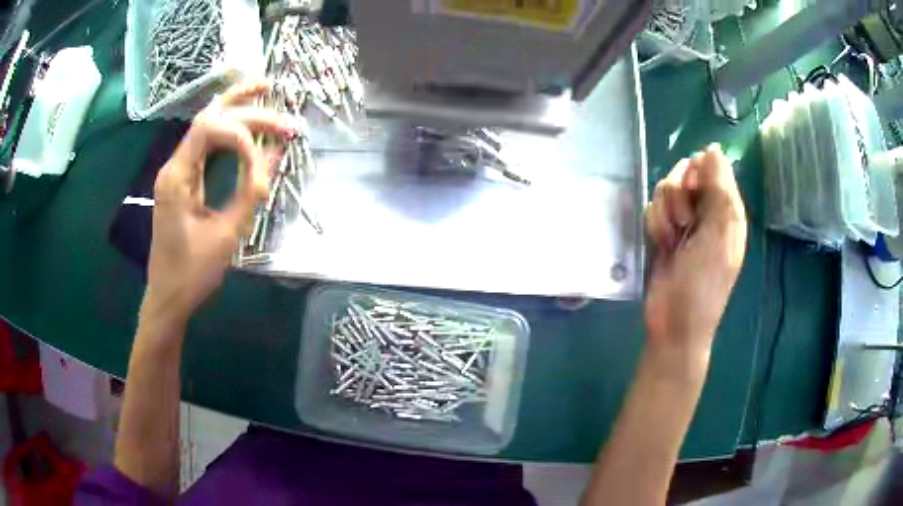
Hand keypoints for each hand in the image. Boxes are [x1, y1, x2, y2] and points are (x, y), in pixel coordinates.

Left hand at [142, 81, 295, 328]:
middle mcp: (174, 165)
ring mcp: (177, 171)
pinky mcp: (183, 180)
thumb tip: (276, 154)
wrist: (168, 296)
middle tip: (281, 109)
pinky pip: (206, 144)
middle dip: (245, 108)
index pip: (210, 131)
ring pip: (205, 124)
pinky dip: (228, 129)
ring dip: (235, 106)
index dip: (243, 134)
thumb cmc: (193, 272)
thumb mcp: (226, 234)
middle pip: (208, 118)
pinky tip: (245, 118)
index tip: (266, 159)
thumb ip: (250, 191)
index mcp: (177, 177)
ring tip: (263, 88)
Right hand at [644, 144, 747, 371]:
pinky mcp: (664, 231)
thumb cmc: (703, 283)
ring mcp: (684, 222)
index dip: (697, 175)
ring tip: (672, 242)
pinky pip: (653, 209)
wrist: (674, 322)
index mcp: (727, 210)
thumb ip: (719, 191)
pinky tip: (662, 245)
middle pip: (683, 174)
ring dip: (665, 215)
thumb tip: (713, 149)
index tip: (693, 192)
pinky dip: (655, 225)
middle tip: (684, 224)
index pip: (710, 167)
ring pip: (665, 190)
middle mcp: (706, 210)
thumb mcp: (717, 236)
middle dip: (678, 197)